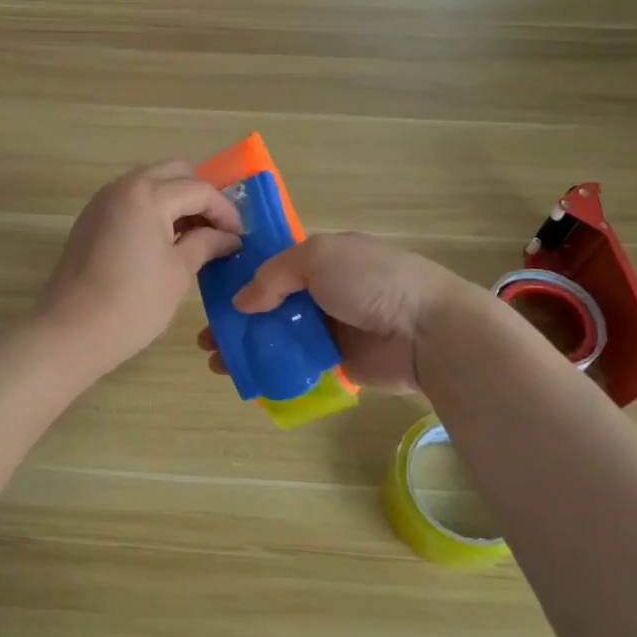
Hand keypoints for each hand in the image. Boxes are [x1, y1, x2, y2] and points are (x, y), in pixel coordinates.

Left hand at [38, 162, 242, 376]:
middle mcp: (122, 187)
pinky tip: (162, 243)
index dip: (225, 212)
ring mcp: (101, 202)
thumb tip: (229, 237)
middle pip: (173, 173)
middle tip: (215, 230)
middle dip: (199, 196)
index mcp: (147, 194)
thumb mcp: (179, 272)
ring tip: (192, 238)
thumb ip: (206, 244)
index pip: (199, 189)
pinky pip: (129, 201)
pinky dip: (151, 211)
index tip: (240, 237)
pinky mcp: (89, 220)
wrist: (70, 331)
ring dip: (174, 202)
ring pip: (149, 184)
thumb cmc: (133, 303)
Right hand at [199, 233, 474, 393]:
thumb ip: (274, 276)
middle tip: (207, 338)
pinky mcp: (337, 363)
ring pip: (278, 337)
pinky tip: (246, 378)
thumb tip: (242, 302)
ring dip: (247, 348)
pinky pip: (297, 366)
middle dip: (237, 320)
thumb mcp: (318, 258)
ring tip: (217, 362)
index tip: (211, 297)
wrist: (429, 331)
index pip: (272, 266)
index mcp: (322, 258)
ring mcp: (330, 329)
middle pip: (270, 305)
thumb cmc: (373, 281)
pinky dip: (272, 371)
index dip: (241, 279)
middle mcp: (324, 291)